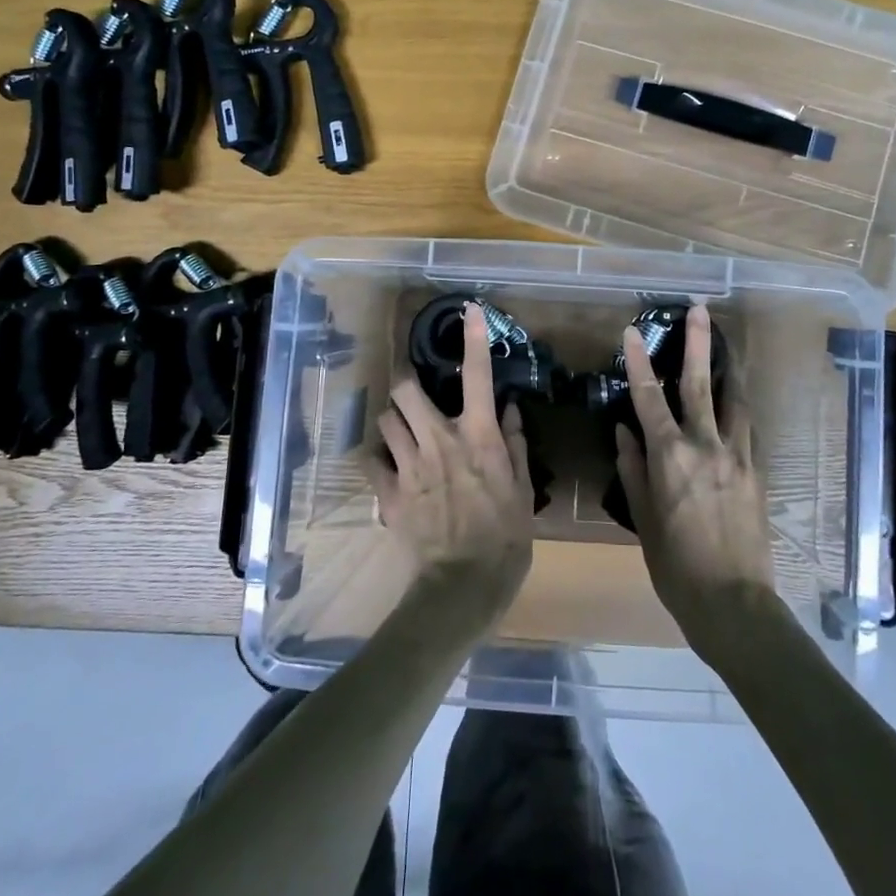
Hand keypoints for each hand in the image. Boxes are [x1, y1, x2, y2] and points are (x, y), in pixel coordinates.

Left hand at [367, 304, 533, 627]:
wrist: (463, 586)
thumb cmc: (506, 537)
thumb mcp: (523, 490)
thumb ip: (514, 444)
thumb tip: (507, 410)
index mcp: (478, 436)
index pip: (478, 376)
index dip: (474, 338)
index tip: (470, 310)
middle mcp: (440, 440)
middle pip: (407, 388)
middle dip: (408, 384)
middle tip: (417, 394)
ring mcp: (410, 465)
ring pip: (386, 419)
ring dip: (394, 420)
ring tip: (404, 431)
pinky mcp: (389, 492)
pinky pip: (371, 460)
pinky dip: (378, 458)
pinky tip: (389, 466)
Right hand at [615, 305, 775, 651]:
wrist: (733, 603)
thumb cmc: (676, 566)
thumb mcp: (644, 519)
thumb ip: (633, 469)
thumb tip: (623, 432)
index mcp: (670, 457)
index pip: (649, 398)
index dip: (639, 363)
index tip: (632, 332)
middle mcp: (705, 446)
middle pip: (700, 384)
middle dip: (697, 344)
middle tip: (699, 310)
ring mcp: (737, 456)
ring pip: (734, 401)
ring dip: (728, 371)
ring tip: (727, 348)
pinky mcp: (757, 471)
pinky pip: (747, 429)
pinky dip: (739, 409)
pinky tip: (737, 403)